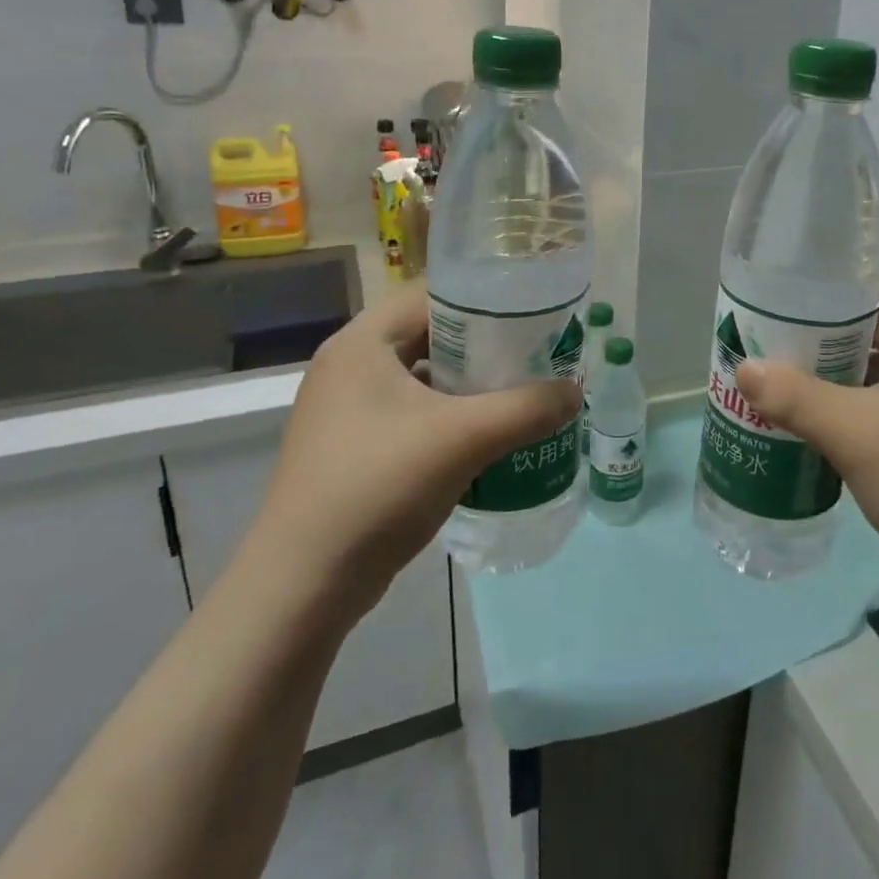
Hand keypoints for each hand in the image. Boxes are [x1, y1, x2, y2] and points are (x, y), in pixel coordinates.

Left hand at [256, 280, 580, 590]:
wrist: (303, 585)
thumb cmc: (378, 488)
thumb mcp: (463, 439)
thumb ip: (527, 408)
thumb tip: (576, 391)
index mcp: (362, 343)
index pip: (432, 292)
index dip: (484, 296)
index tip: (532, 310)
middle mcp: (349, 365)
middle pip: (429, 332)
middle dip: (484, 342)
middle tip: (536, 351)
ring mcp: (346, 408)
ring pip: (422, 374)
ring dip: (469, 381)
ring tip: (521, 388)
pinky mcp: (353, 445)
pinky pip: (412, 410)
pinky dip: (449, 413)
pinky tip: (486, 433)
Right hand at [734, 261, 878, 588]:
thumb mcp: (855, 433)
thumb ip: (795, 397)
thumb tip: (743, 367)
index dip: (854, 273)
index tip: (804, 280)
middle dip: (833, 325)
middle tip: (777, 327)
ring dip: (842, 367)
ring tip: (784, 367)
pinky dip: (857, 400)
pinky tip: (815, 414)